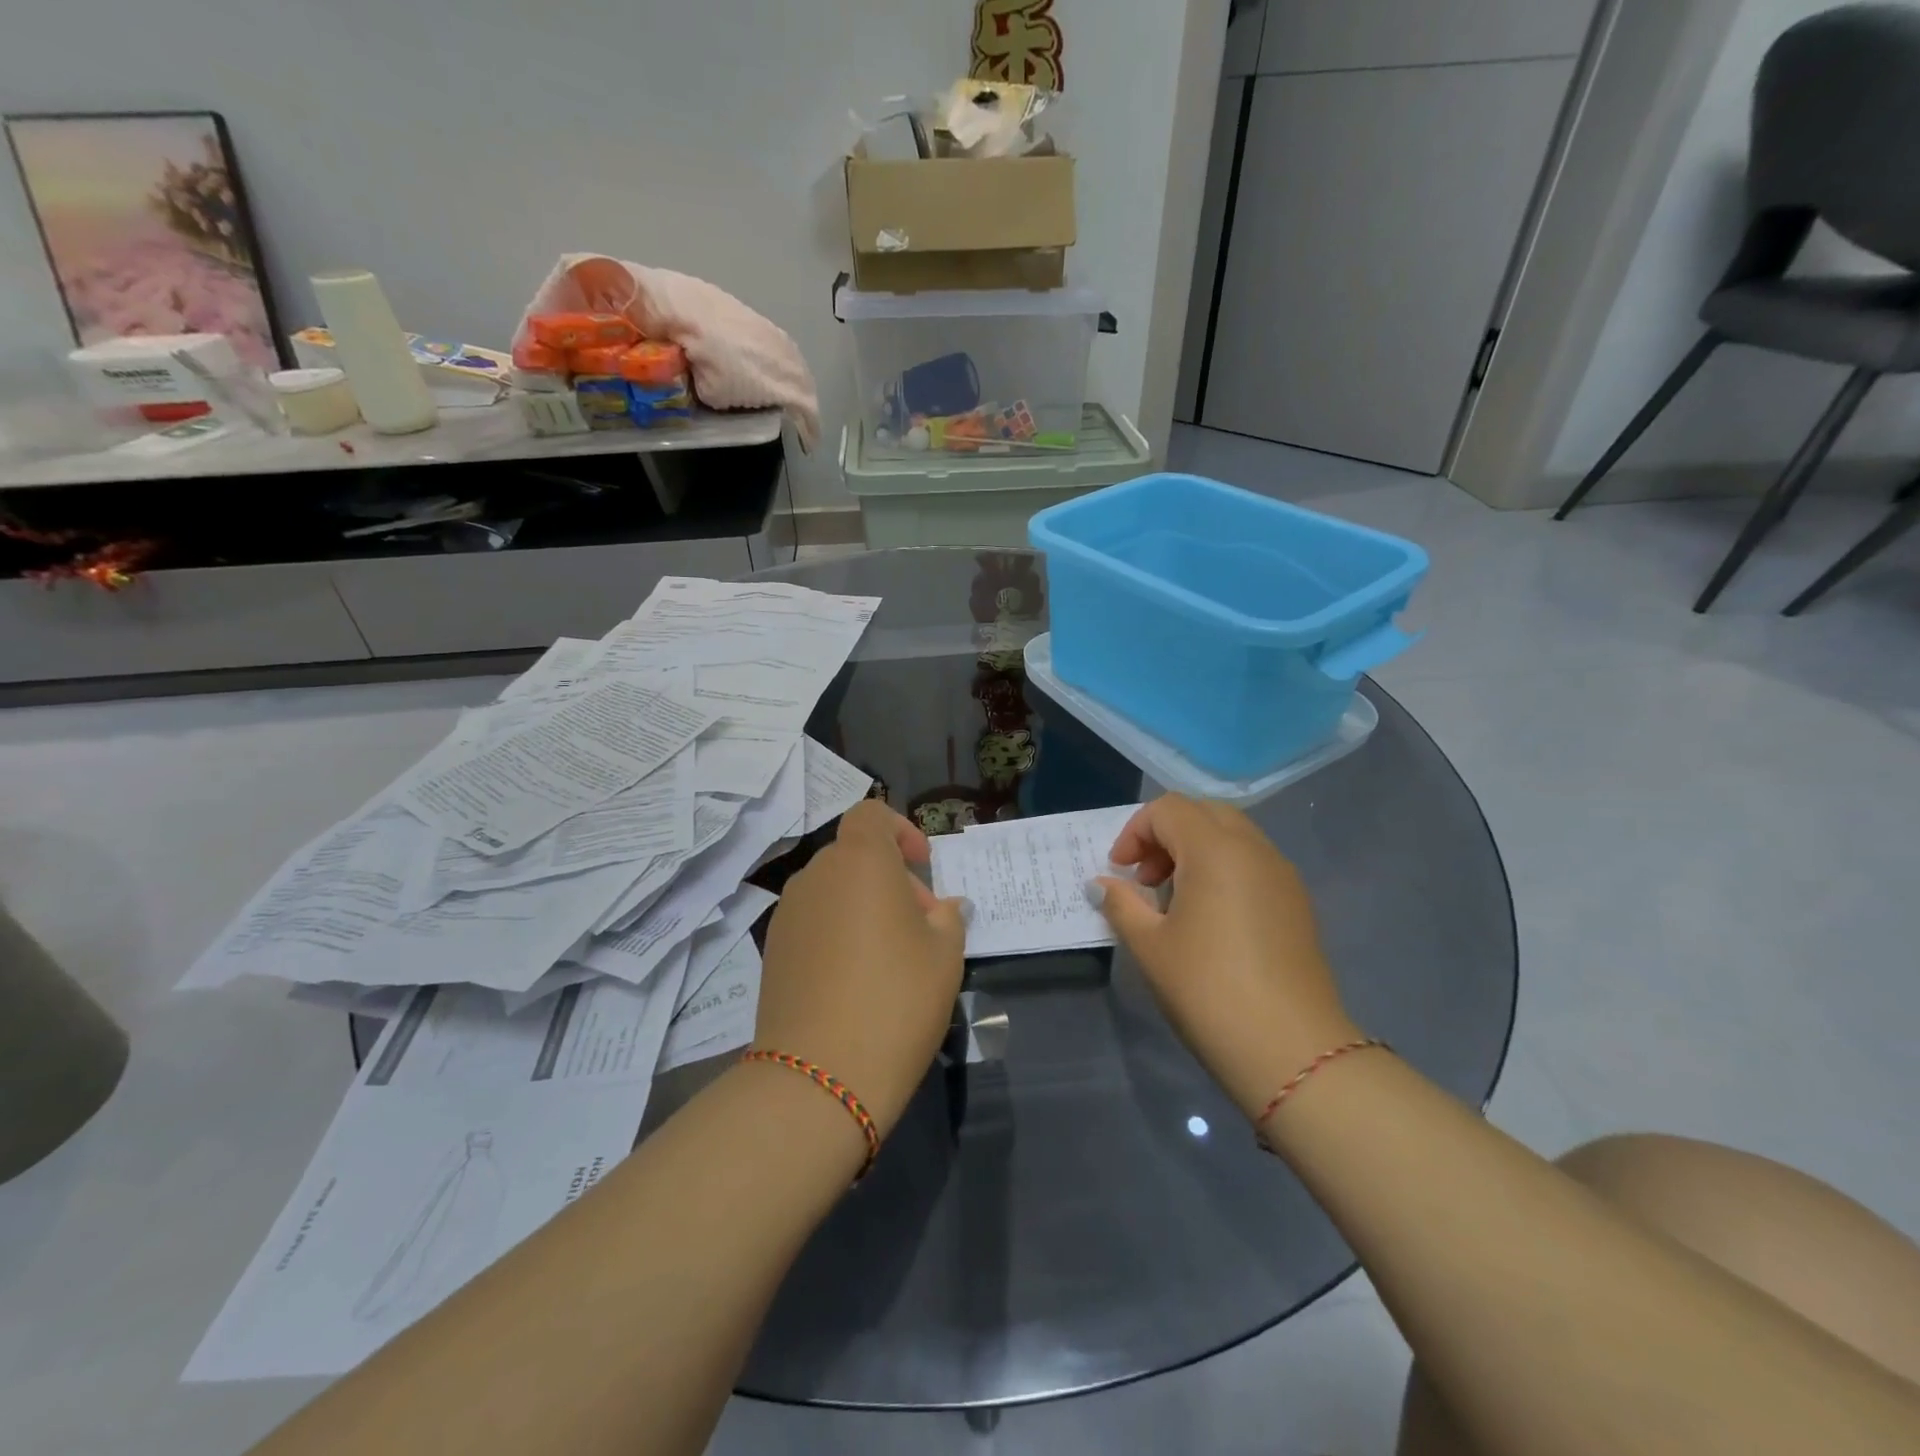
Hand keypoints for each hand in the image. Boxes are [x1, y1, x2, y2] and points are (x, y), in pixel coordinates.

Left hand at [753, 801, 968, 1137]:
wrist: (820, 1074)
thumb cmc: (896, 998)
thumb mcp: (946, 954)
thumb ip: (949, 918)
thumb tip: (944, 908)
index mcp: (860, 861)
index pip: (871, 814)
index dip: (900, 830)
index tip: (923, 866)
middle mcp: (817, 875)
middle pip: (856, 856)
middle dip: (892, 878)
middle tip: (922, 925)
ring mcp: (788, 913)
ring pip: (834, 890)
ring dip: (864, 906)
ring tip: (890, 956)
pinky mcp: (773, 950)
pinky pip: (814, 922)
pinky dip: (838, 931)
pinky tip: (855, 979)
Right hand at [1094, 796, 1359, 1121]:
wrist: (1291, 1049)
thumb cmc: (1207, 989)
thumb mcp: (1149, 945)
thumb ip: (1121, 903)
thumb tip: (1101, 884)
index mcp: (1215, 849)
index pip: (1169, 810)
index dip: (1135, 832)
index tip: (1120, 871)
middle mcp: (1254, 849)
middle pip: (1204, 813)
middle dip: (1167, 834)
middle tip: (1146, 877)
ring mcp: (1282, 874)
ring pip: (1233, 836)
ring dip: (1196, 850)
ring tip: (1174, 899)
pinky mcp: (1298, 902)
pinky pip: (1253, 862)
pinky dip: (1224, 869)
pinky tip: (1210, 917)